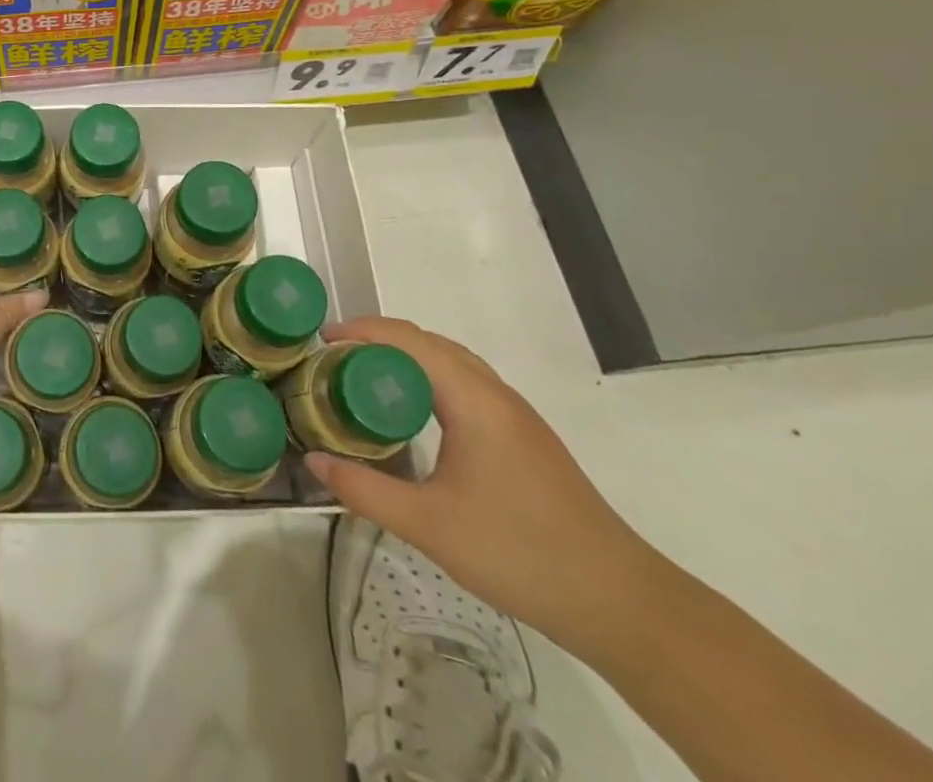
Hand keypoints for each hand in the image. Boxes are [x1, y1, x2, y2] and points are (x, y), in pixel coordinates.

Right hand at [301, 316, 663, 655]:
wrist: (619, 602)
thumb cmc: (519, 553)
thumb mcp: (428, 525)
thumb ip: (365, 491)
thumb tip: (313, 463)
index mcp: (473, 400)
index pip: (409, 340)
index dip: (362, 331)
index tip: (322, 340)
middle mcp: (495, 394)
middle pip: (430, 342)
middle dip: (379, 339)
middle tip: (335, 360)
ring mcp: (515, 414)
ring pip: (452, 362)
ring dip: (407, 357)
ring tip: (366, 378)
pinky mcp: (525, 437)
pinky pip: (467, 383)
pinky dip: (430, 378)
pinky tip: (414, 413)